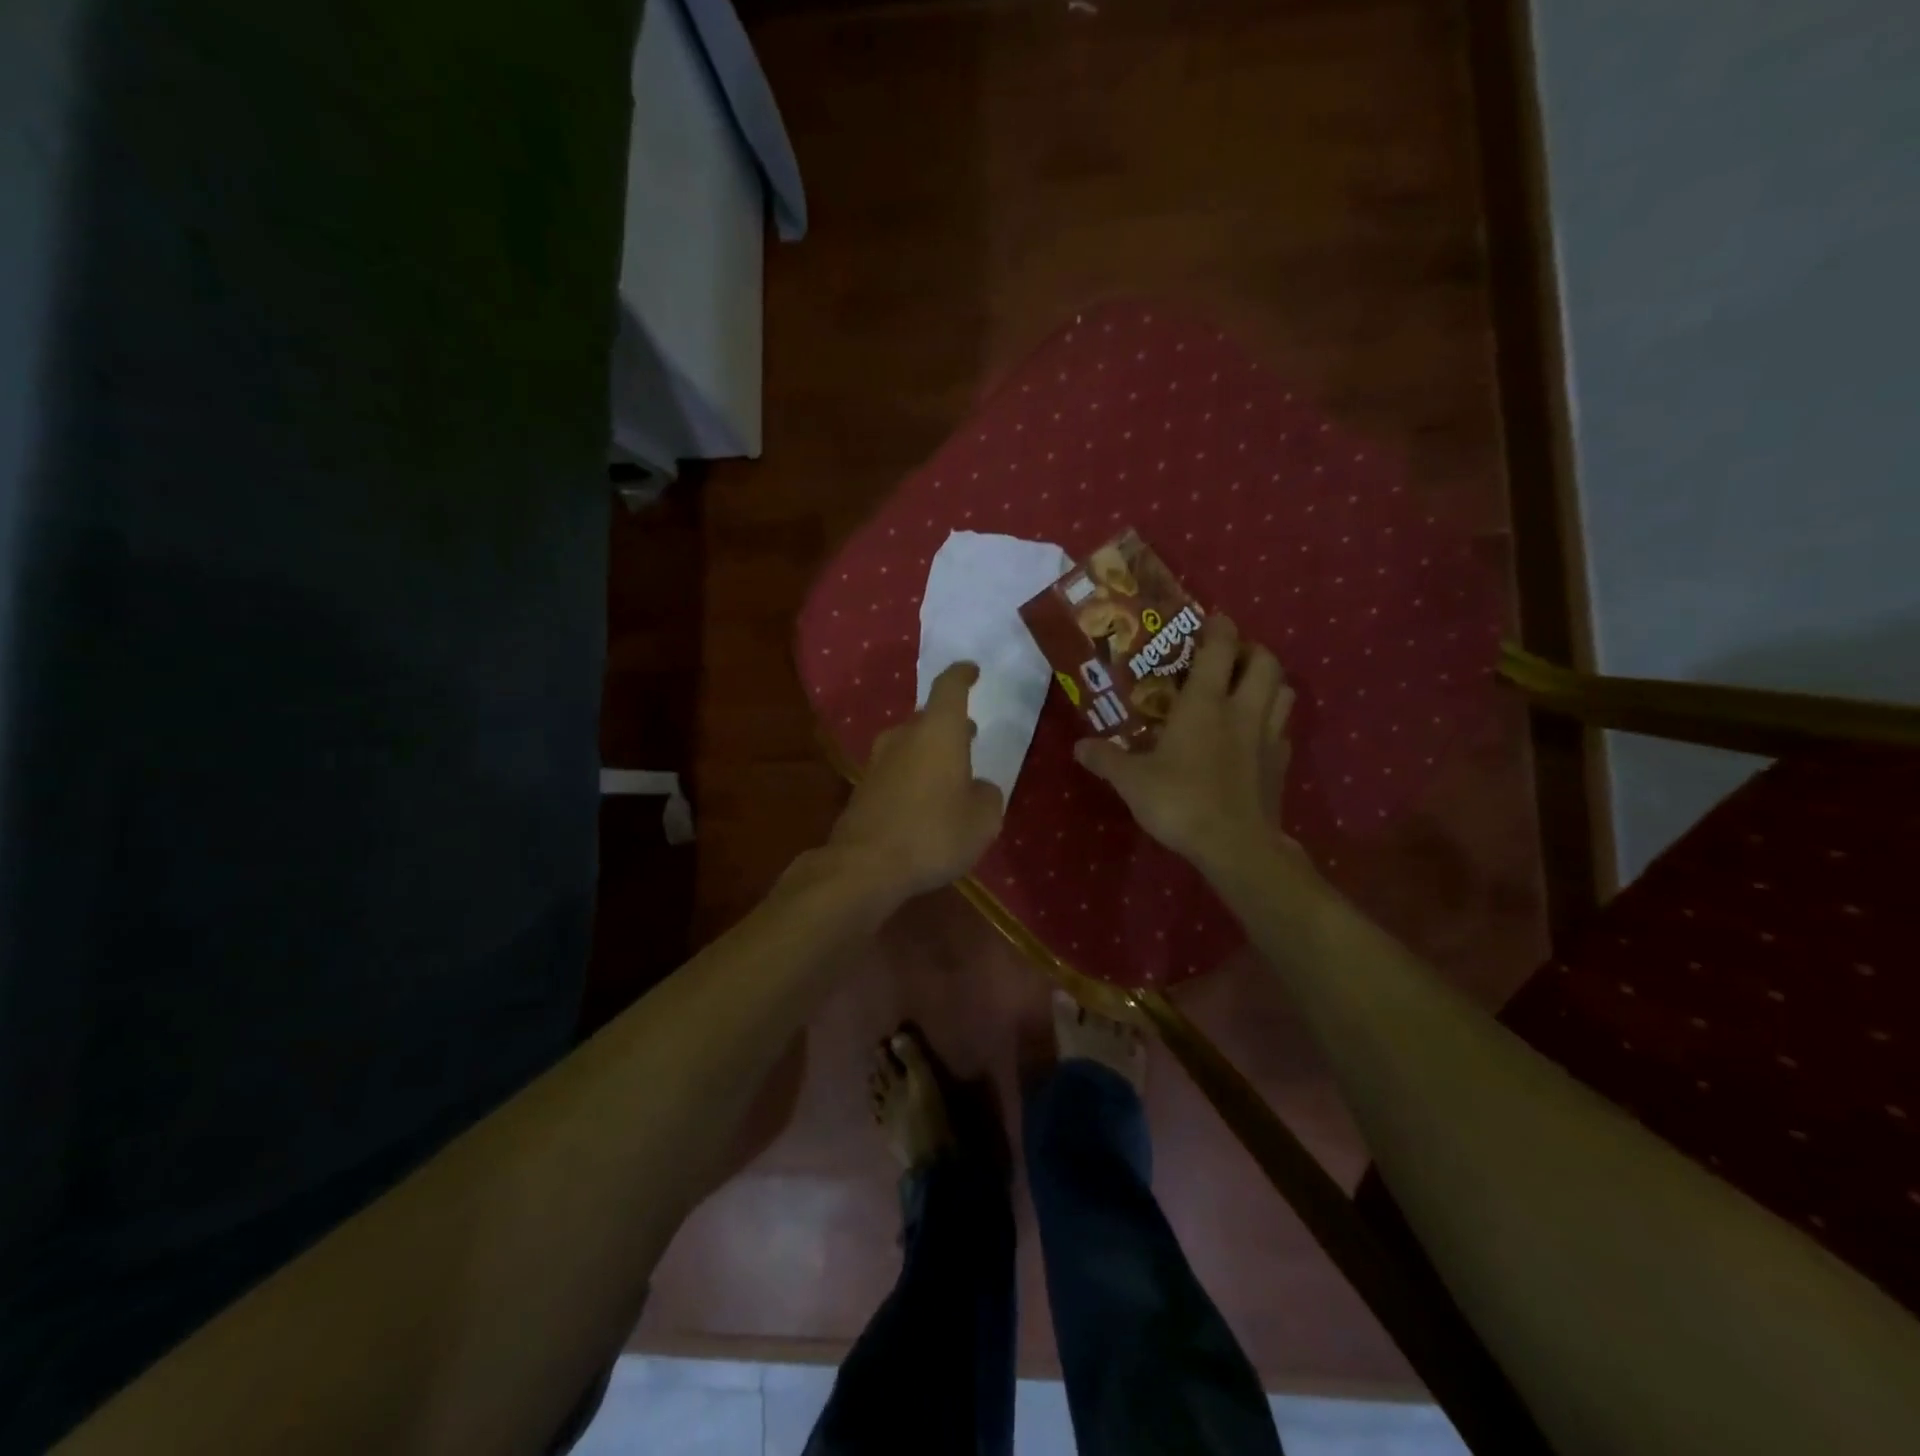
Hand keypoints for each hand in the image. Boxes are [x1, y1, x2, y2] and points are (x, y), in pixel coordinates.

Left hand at [828, 662, 1004, 900]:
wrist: (864, 865)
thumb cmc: (933, 833)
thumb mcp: (982, 820)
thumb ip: (987, 796)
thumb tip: (978, 788)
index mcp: (938, 731)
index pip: (950, 687)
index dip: (962, 675)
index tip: (972, 670)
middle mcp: (904, 737)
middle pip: (928, 718)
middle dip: (950, 724)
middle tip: (970, 735)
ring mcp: (878, 762)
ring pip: (909, 744)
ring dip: (930, 751)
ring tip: (951, 771)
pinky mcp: (863, 788)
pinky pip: (895, 770)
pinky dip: (913, 776)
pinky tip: (924, 802)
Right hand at [1073, 616, 1298, 881]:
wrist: (1234, 845)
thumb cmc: (1180, 801)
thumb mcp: (1131, 781)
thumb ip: (1106, 759)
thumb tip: (1078, 747)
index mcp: (1205, 704)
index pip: (1221, 648)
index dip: (1220, 627)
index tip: (1212, 619)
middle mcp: (1242, 710)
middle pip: (1266, 662)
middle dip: (1252, 649)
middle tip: (1231, 656)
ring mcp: (1268, 738)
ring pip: (1284, 692)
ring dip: (1270, 682)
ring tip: (1248, 688)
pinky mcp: (1280, 766)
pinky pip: (1282, 731)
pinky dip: (1272, 724)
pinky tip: (1254, 737)